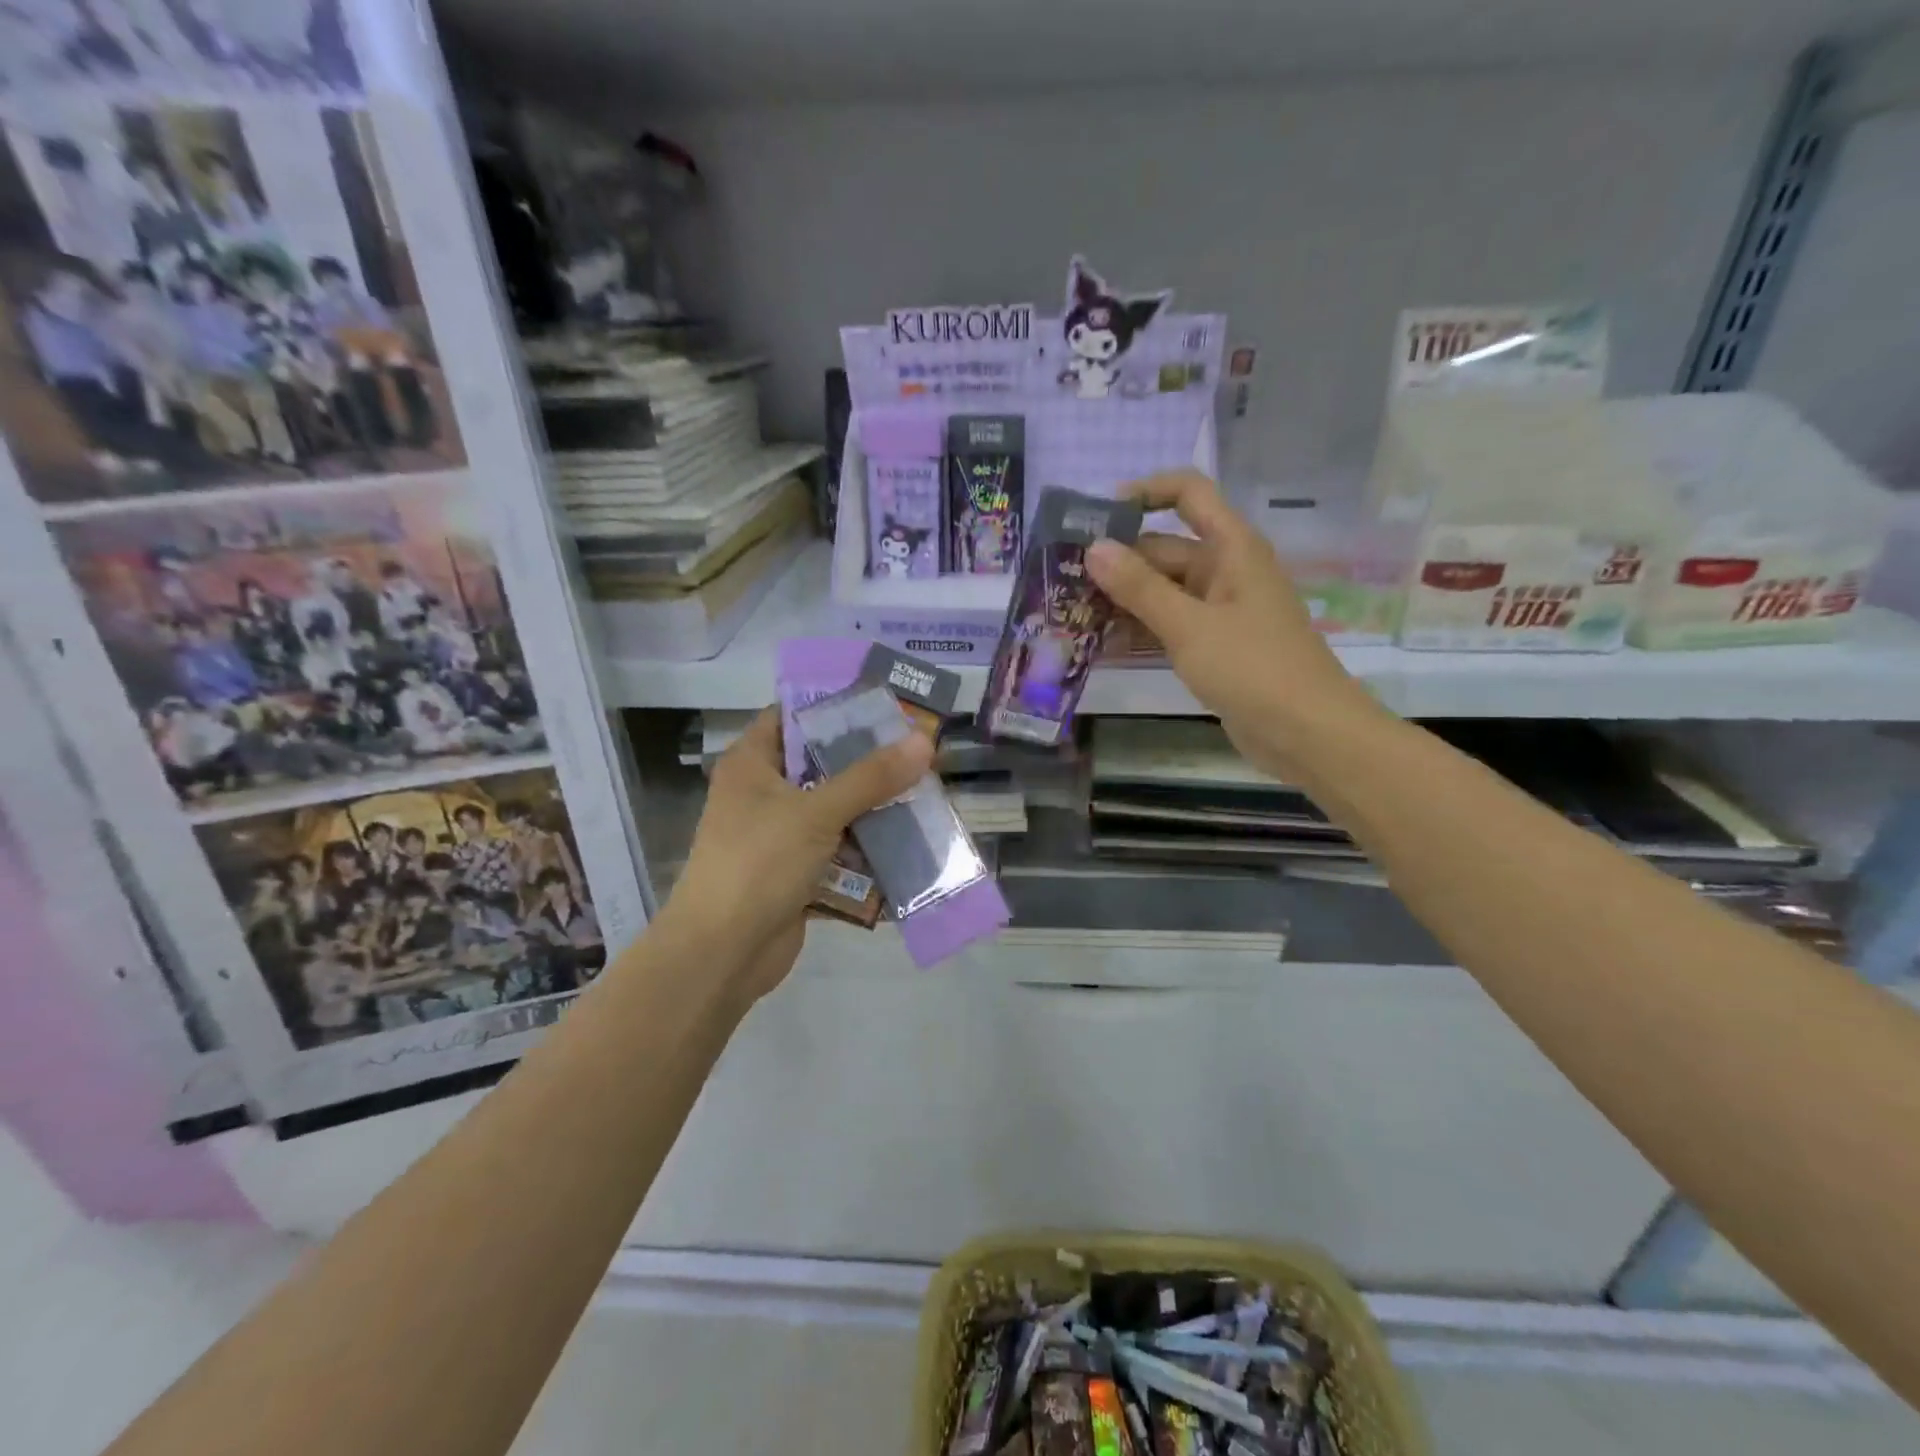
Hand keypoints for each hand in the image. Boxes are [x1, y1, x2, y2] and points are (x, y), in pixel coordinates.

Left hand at [662, 707, 931, 1003]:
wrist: (723, 954)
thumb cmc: (759, 864)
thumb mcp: (816, 812)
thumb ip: (871, 777)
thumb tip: (924, 741)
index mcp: (752, 763)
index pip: (792, 715)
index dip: (835, 706)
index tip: (884, 702)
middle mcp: (763, 793)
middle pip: (822, 764)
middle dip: (869, 761)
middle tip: (919, 750)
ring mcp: (779, 835)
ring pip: (835, 809)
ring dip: (874, 807)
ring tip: (925, 791)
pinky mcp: (796, 871)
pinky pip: (839, 850)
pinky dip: (867, 849)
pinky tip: (909, 841)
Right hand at [1087, 470, 1375, 777]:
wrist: (1307, 733)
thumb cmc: (1252, 668)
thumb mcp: (1189, 626)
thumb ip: (1139, 587)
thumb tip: (1094, 547)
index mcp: (1231, 548)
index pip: (1188, 493)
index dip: (1145, 493)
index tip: (1098, 517)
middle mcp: (1226, 570)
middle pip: (1165, 548)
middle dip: (1118, 560)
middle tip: (1063, 579)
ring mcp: (1219, 609)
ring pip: (1163, 590)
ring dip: (1123, 598)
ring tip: (1070, 611)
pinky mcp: (1213, 644)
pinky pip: (1170, 623)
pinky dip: (1140, 627)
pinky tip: (1100, 641)